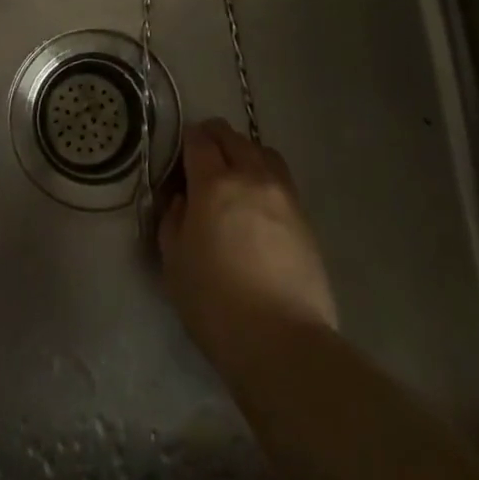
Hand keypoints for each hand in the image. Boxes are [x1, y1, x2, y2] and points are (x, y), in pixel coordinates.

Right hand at [159, 119, 339, 372]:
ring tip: (236, 178)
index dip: (187, 140)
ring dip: (245, 153)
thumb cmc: (215, 304)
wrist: (283, 342)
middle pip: (232, 137)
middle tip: (203, 162)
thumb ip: (173, 219)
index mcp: (214, 183)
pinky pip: (282, 179)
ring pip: (262, 151)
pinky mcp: (305, 218)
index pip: (199, 139)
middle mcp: (251, 177)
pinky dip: (266, 177)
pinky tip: (259, 205)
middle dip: (214, 140)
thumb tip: (183, 199)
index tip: (181, 157)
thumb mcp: (174, 261)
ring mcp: (283, 195)